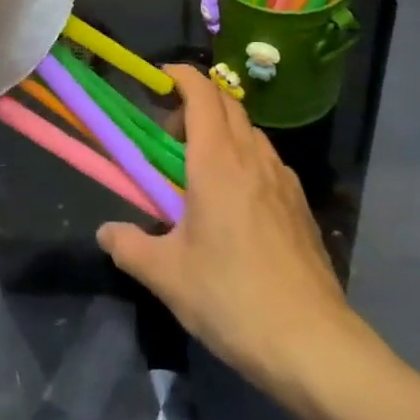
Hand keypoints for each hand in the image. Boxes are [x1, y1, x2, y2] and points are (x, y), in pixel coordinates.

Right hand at [98, 66, 368, 399]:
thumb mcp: (168, 276)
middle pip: (226, 104)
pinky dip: (243, 159)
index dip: (180, 76)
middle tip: (169, 138)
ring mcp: (283, 179)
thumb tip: (106, 232)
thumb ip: (130, 247)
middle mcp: (253, 157)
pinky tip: (234, 205)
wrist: (313, 343)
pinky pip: (266, 161)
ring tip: (198, 174)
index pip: (202, 92)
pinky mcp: (299, 204)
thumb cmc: (232, 298)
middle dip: (195, 105)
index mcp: (217, 161)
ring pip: (249, 132)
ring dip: (220, 133)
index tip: (158, 81)